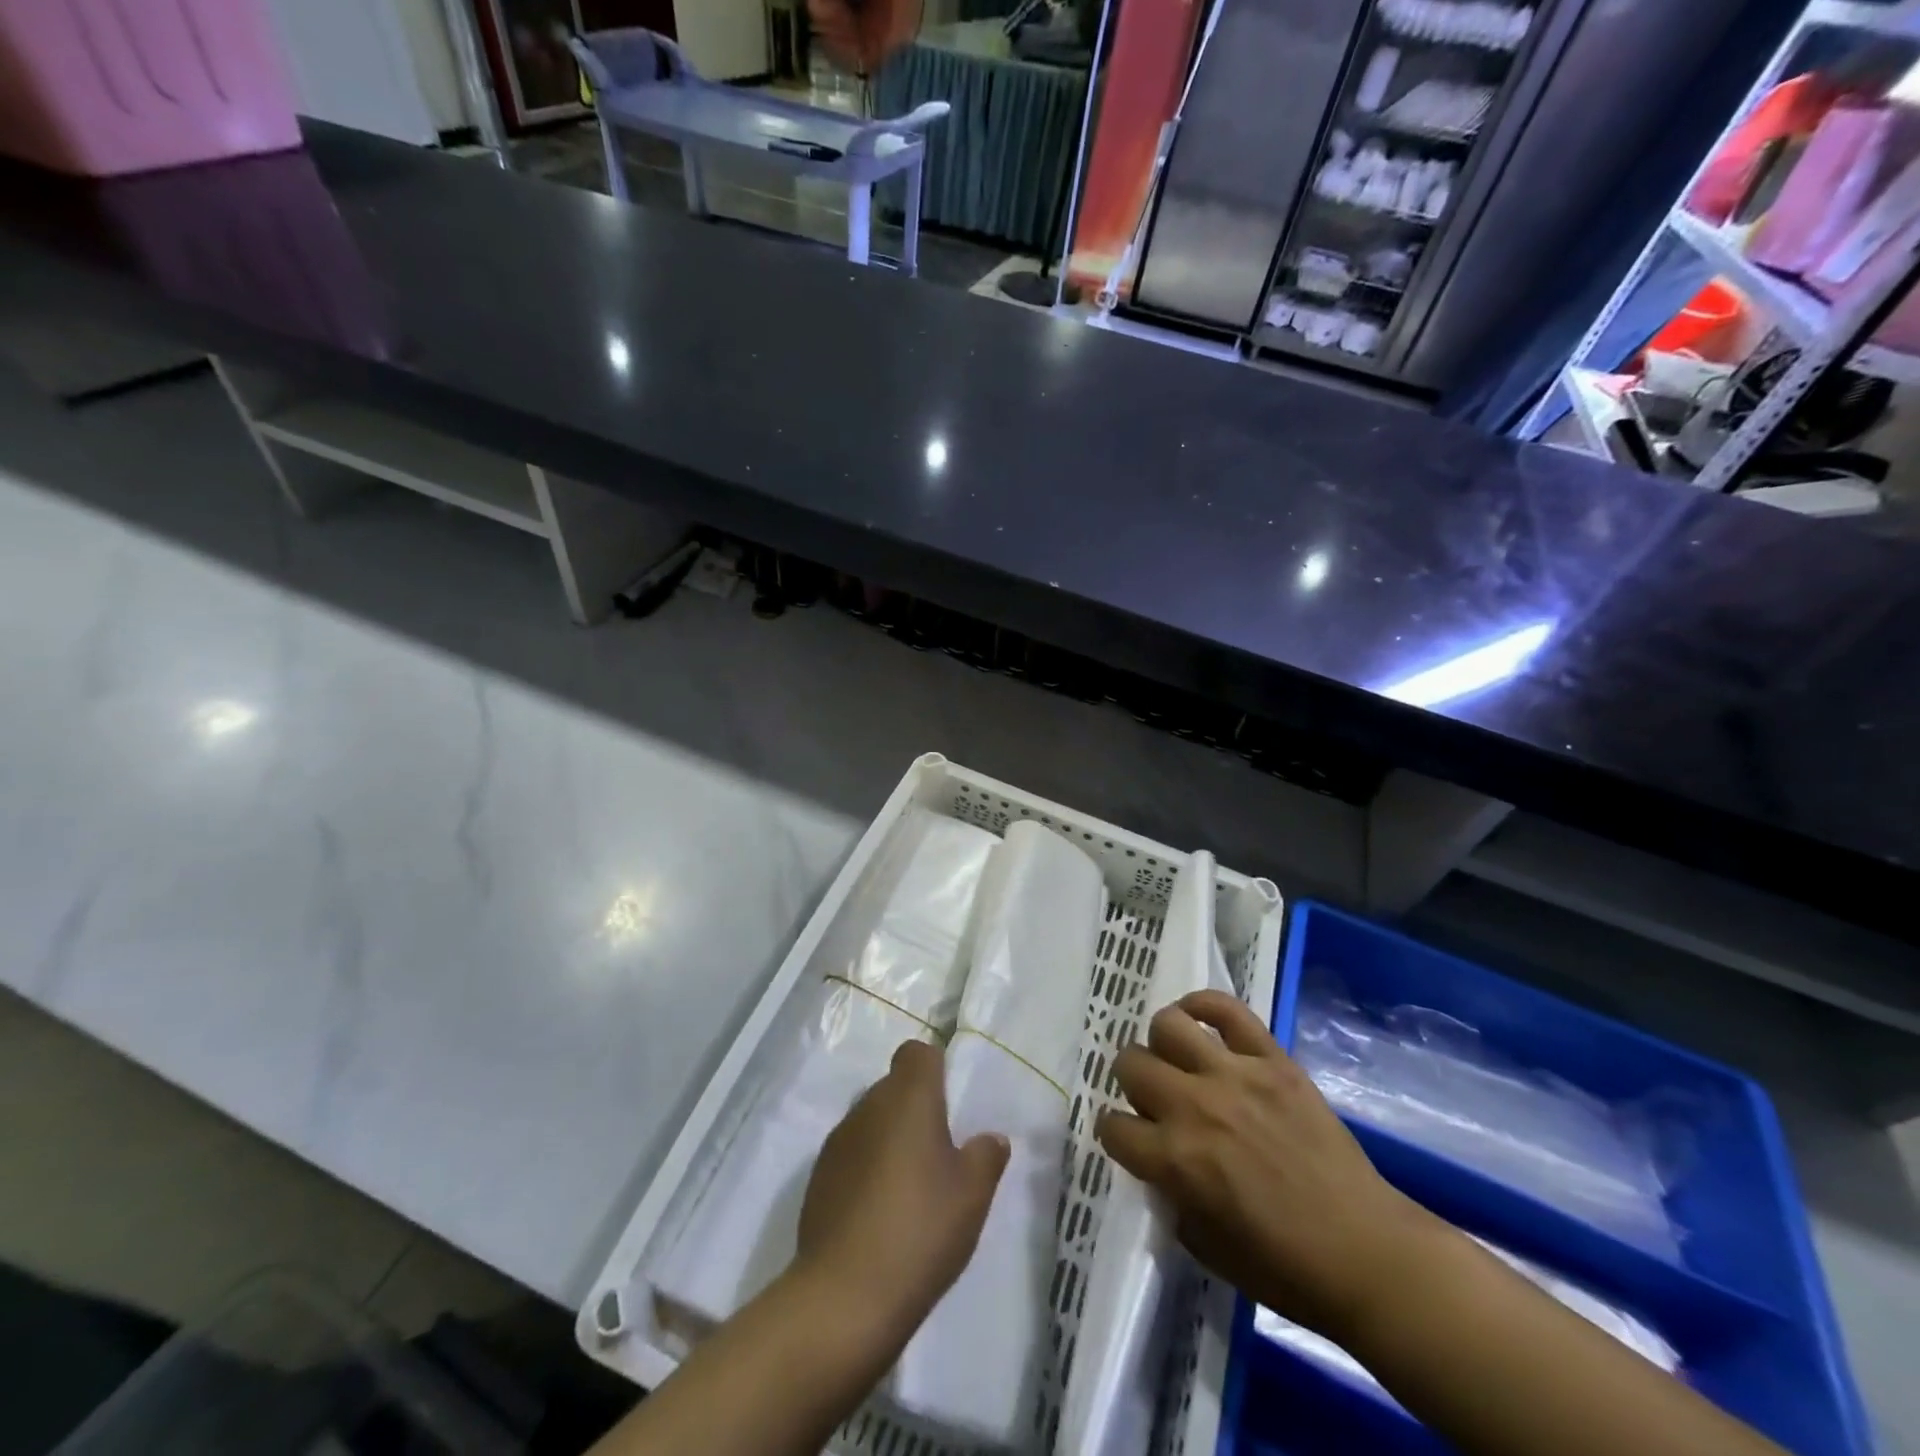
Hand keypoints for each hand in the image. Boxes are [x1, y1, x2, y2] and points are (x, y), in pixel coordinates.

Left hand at [795, 1039, 1010, 1340]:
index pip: (917, 1053)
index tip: (950, 1103)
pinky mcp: (818, 1178)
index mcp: (907, 1097)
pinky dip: (867, 1170)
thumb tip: (990, 1138)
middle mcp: (868, 1106)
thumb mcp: (972, 1194)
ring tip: (912, 1188)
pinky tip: (881, 1214)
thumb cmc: (920, 1228)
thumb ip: (986, 1156)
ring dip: (890, 1140)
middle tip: (940, 1153)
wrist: (844, 1296)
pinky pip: (852, 1156)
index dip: (934, 1069)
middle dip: (915, 1109)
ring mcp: (838, 1141)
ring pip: (872, 1121)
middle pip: (894, 1087)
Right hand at [1096, 990, 1432, 1340]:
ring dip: (1161, 1043)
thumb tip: (1159, 1161)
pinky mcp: (1272, 1059)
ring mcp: (1235, 1075)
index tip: (1129, 1140)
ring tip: (1177, 1059)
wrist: (1366, 1254)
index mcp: (1175, 1160)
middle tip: (1153, 1098)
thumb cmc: (1284, 1266)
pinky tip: (1198, 1020)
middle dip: (1132, 1083)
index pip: (1111, 1127)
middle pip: (1130, 1063)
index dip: (1115, 1134)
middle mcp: (1195, 1107)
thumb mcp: (1204, 1246)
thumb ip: (1170, 1194)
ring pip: (1167, 1024)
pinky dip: (1203, 1005)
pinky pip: (1226, 1008)